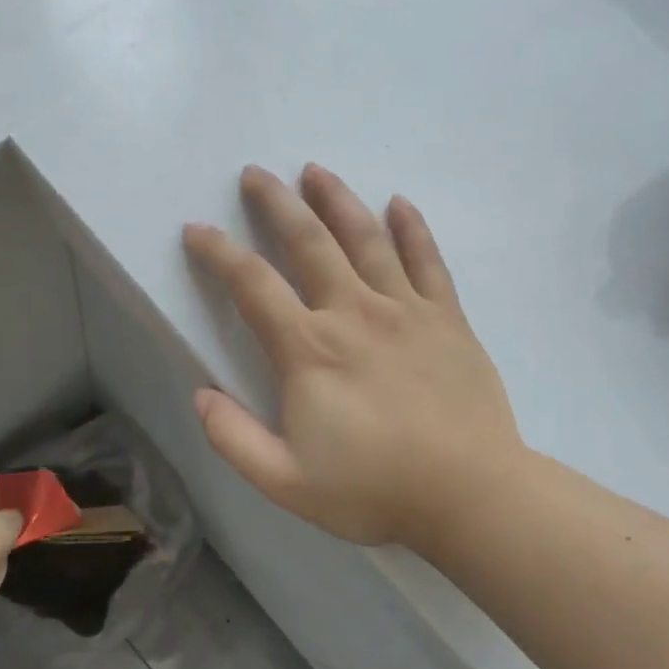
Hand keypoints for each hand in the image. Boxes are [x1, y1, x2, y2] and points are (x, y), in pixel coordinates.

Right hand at [184, 164, 526, 557]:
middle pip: (309, 242)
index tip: (197, 229)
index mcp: (309, 349)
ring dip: (337, 200)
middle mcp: (354, 312)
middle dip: (277, 203)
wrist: (471, 496)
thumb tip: (200, 395)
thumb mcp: (285, 482)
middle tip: (256, 173)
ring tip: (316, 171)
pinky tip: (399, 204)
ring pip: (366, 238)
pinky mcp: (447, 319)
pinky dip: (412, 229)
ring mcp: (406, 310)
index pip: (252, 284)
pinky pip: (428, 261)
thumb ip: (234, 438)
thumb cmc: (374, 490)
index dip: (219, 253)